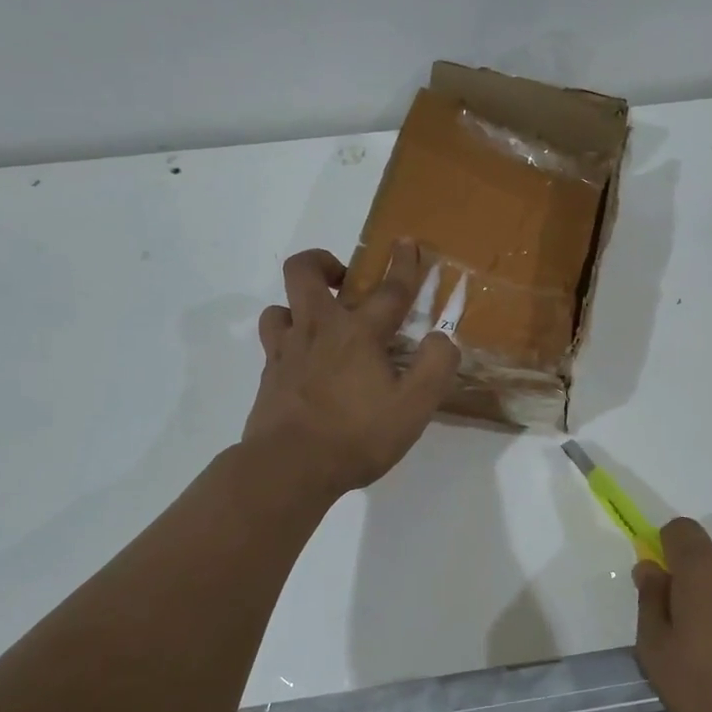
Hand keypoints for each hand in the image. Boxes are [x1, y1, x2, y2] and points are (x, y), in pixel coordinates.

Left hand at [243, 241, 459, 498]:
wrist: (289, 468)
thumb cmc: (356, 435)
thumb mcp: (414, 408)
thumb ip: (436, 367)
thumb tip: (442, 339)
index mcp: (358, 334)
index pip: (388, 290)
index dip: (403, 265)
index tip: (406, 243)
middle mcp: (318, 330)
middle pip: (304, 272)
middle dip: (323, 262)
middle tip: (343, 280)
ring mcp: (286, 352)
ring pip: (280, 307)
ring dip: (298, 306)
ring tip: (320, 325)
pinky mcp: (269, 377)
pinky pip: (273, 343)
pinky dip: (288, 341)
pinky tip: (303, 363)